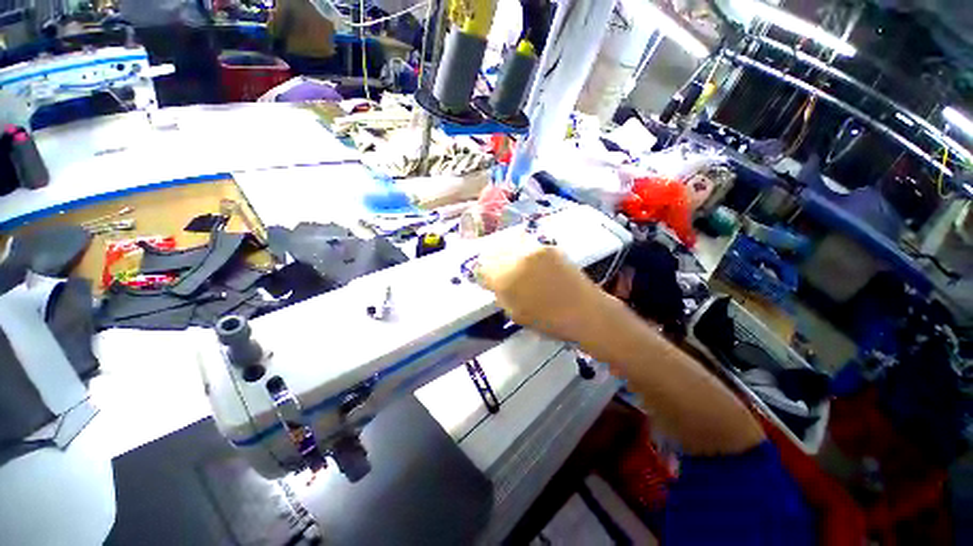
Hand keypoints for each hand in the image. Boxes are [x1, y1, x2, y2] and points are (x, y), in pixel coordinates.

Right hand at [476, 243, 609, 344]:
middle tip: (495, 272)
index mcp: (507, 278)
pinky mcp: (549, 247)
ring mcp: (535, 249)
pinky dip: (521, 252)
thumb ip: (501, 295)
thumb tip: (494, 283)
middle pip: (493, 252)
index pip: (482, 270)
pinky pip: (527, 246)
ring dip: (505, 254)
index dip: (481, 275)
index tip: (484, 281)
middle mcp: (518, 258)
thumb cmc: (549, 320)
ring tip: (511, 265)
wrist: (586, 311)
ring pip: (509, 245)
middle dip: (491, 262)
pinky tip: (528, 263)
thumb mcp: (516, 314)